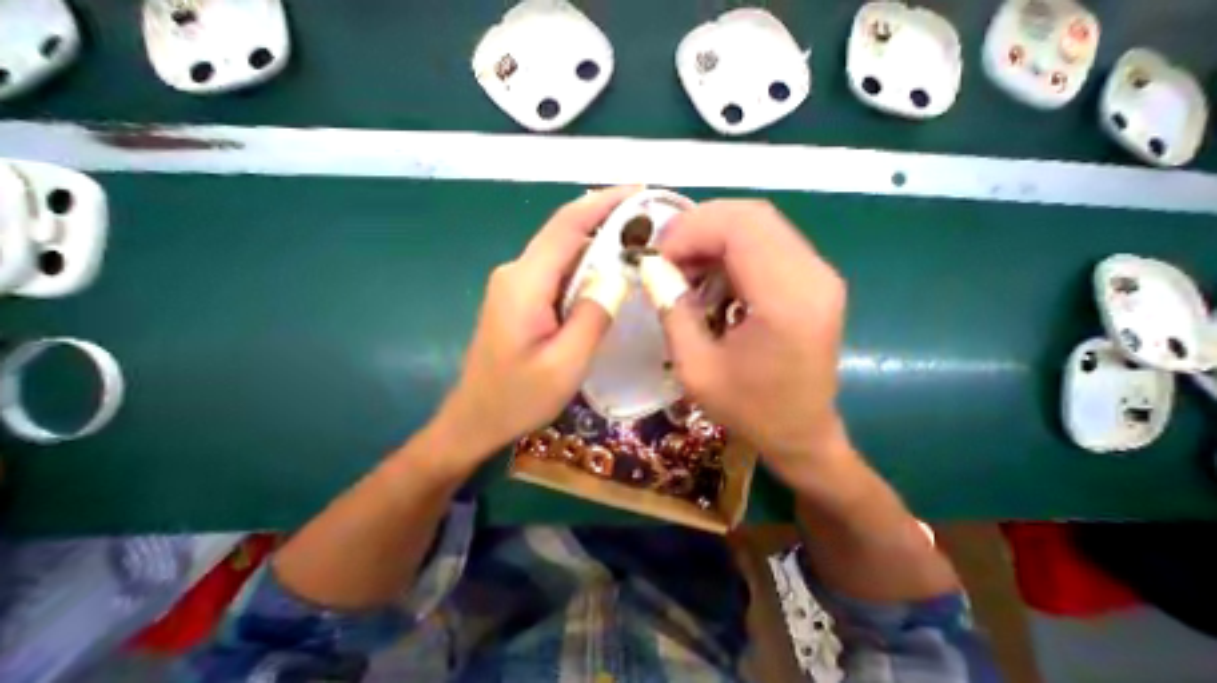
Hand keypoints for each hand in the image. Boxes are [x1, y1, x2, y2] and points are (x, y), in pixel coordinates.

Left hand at [428, 190, 638, 472]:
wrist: (475, 419)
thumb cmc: (518, 398)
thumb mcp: (566, 363)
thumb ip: (593, 315)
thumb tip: (617, 274)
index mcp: (525, 282)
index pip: (567, 225)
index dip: (603, 203)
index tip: (639, 191)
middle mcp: (516, 272)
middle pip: (564, 233)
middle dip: (605, 220)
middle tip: (649, 223)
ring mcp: (514, 284)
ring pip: (561, 251)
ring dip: (597, 243)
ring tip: (636, 245)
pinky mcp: (518, 297)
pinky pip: (556, 271)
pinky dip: (584, 266)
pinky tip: (606, 275)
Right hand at [661, 200, 848, 487]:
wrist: (802, 434)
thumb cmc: (749, 410)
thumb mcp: (695, 368)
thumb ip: (672, 310)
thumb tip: (651, 267)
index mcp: (786, 300)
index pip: (739, 228)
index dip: (690, 230)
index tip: (657, 257)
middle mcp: (813, 276)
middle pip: (750, 216)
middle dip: (698, 227)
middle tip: (665, 256)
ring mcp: (818, 275)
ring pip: (757, 225)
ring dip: (712, 238)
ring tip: (682, 269)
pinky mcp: (812, 280)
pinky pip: (765, 244)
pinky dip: (729, 251)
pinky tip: (708, 278)